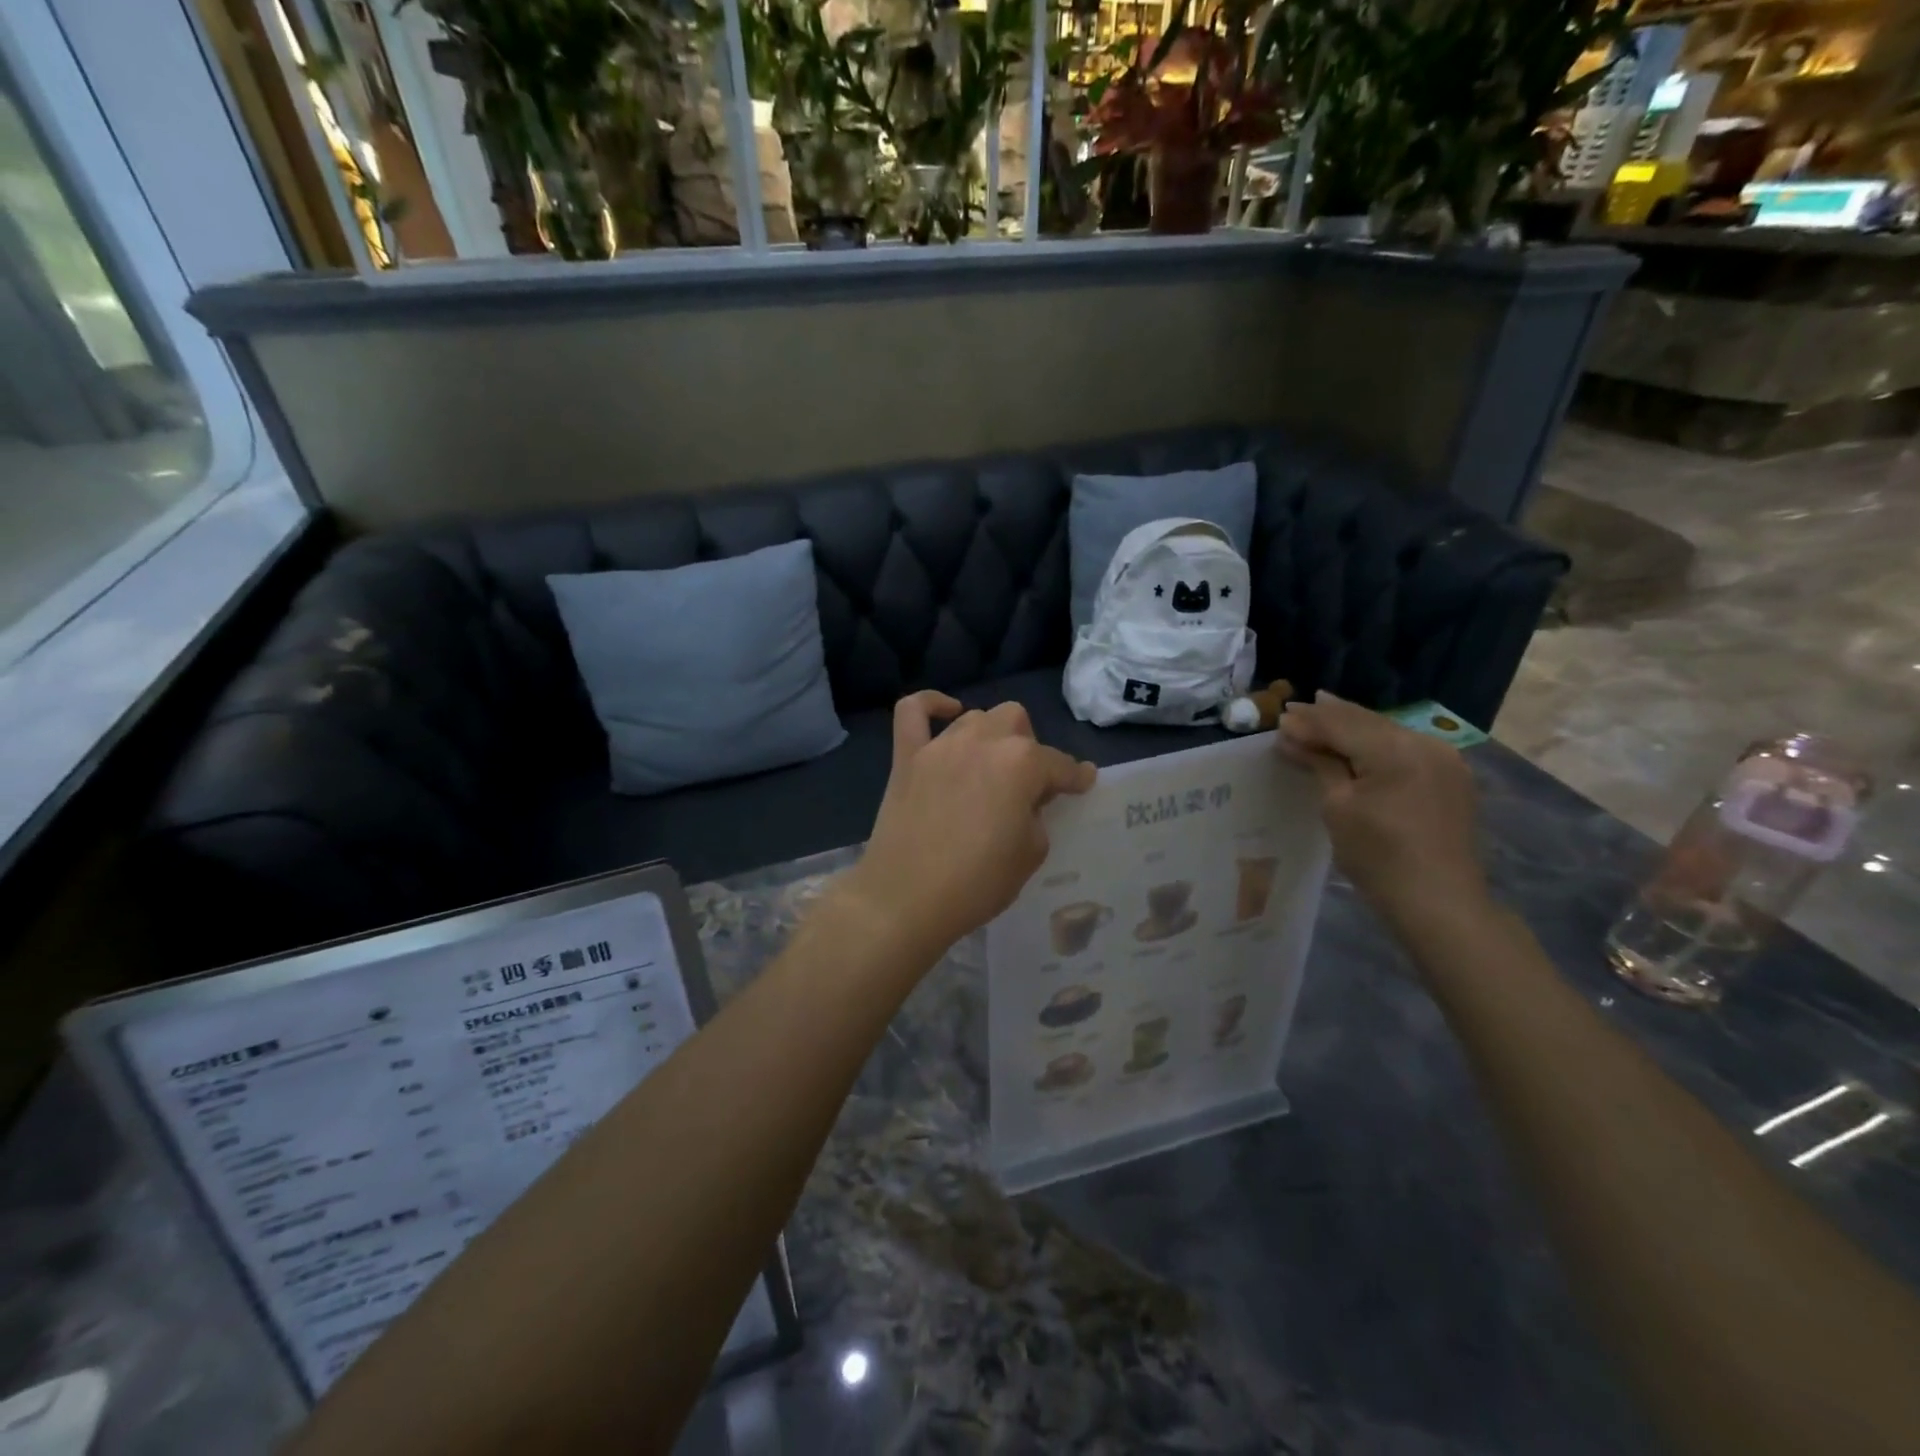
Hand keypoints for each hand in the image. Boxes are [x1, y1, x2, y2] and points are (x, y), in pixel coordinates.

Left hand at [838, 693, 1096, 960]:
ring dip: (990, 736)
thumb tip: (1029, 800)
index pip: (1059, 764)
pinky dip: (930, 705)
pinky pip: (913, 711)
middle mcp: (983, 741)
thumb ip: (1037, 815)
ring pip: (975, 717)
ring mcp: (940, 745)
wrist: (906, 898)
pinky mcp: (907, 756)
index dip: (1075, 776)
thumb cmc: (977, 882)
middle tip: (1026, 783)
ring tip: (990, 765)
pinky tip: (945, 713)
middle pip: (1016, 721)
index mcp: (1022, 764)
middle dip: (1029, 746)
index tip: (1083, 784)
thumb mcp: (1030, 852)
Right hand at [1279, 691, 1486, 920]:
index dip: (1308, 721)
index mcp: (1396, 750)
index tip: (1278, 718)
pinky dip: (1376, 744)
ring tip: (1319, 720)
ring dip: (1352, 727)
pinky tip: (1357, 745)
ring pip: (1387, 732)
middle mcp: (1425, 743)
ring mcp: (1444, 758)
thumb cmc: (1378, 857)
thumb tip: (1291, 736)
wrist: (1439, 903)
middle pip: (1366, 721)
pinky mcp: (1451, 776)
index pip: (1341, 723)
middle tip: (1293, 710)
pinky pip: (1405, 748)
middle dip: (1329, 717)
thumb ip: (1319, 764)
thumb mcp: (1337, 807)